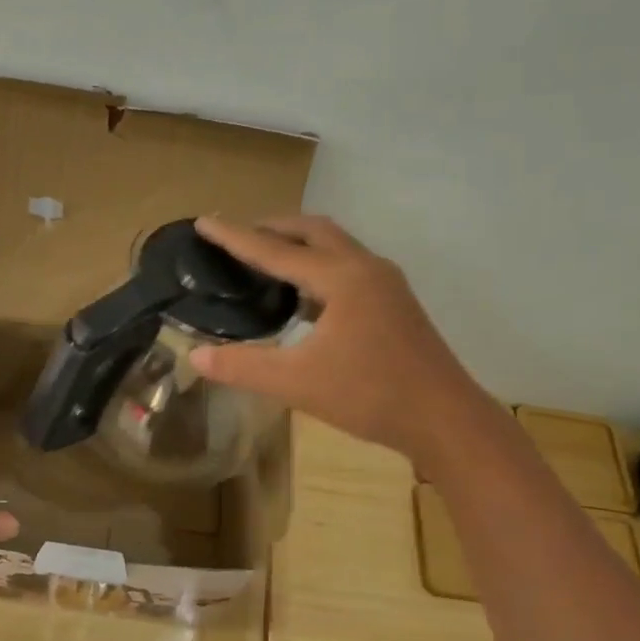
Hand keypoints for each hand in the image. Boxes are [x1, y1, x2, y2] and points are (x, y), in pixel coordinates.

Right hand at [188, 215, 474, 462]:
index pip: (275, 250)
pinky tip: (302, 296)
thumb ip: (243, 366)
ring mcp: (386, 283)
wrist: (444, 418)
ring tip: (265, 258)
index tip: (204, 222)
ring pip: (335, 246)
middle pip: (312, 230)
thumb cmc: (370, 395)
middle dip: (272, 227)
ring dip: (298, 244)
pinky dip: (317, 266)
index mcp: (341, 278)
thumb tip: (196, 355)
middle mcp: (366, 268)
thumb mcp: (297, 383)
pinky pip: (348, 267)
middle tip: (236, 236)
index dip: (235, 237)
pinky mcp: (395, 302)